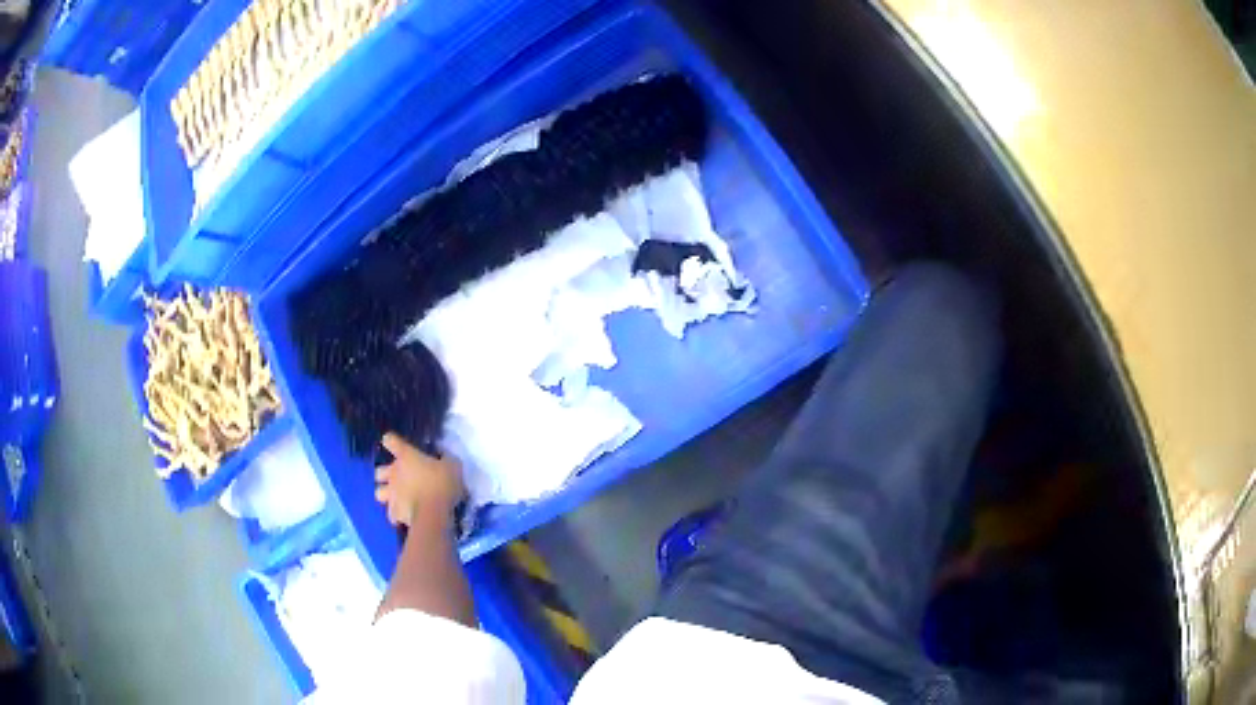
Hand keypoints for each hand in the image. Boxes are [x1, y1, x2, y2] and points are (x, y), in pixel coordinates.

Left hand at [374, 433, 464, 528]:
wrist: (433, 514)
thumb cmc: (441, 484)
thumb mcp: (452, 466)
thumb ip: (446, 460)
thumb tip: (444, 456)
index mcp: (406, 456)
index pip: (391, 441)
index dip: (392, 442)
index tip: (397, 446)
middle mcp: (393, 473)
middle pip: (378, 471)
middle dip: (385, 474)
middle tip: (399, 478)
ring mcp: (391, 494)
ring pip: (378, 493)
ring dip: (386, 495)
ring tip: (397, 498)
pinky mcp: (394, 513)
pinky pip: (391, 514)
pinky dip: (397, 515)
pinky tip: (405, 516)